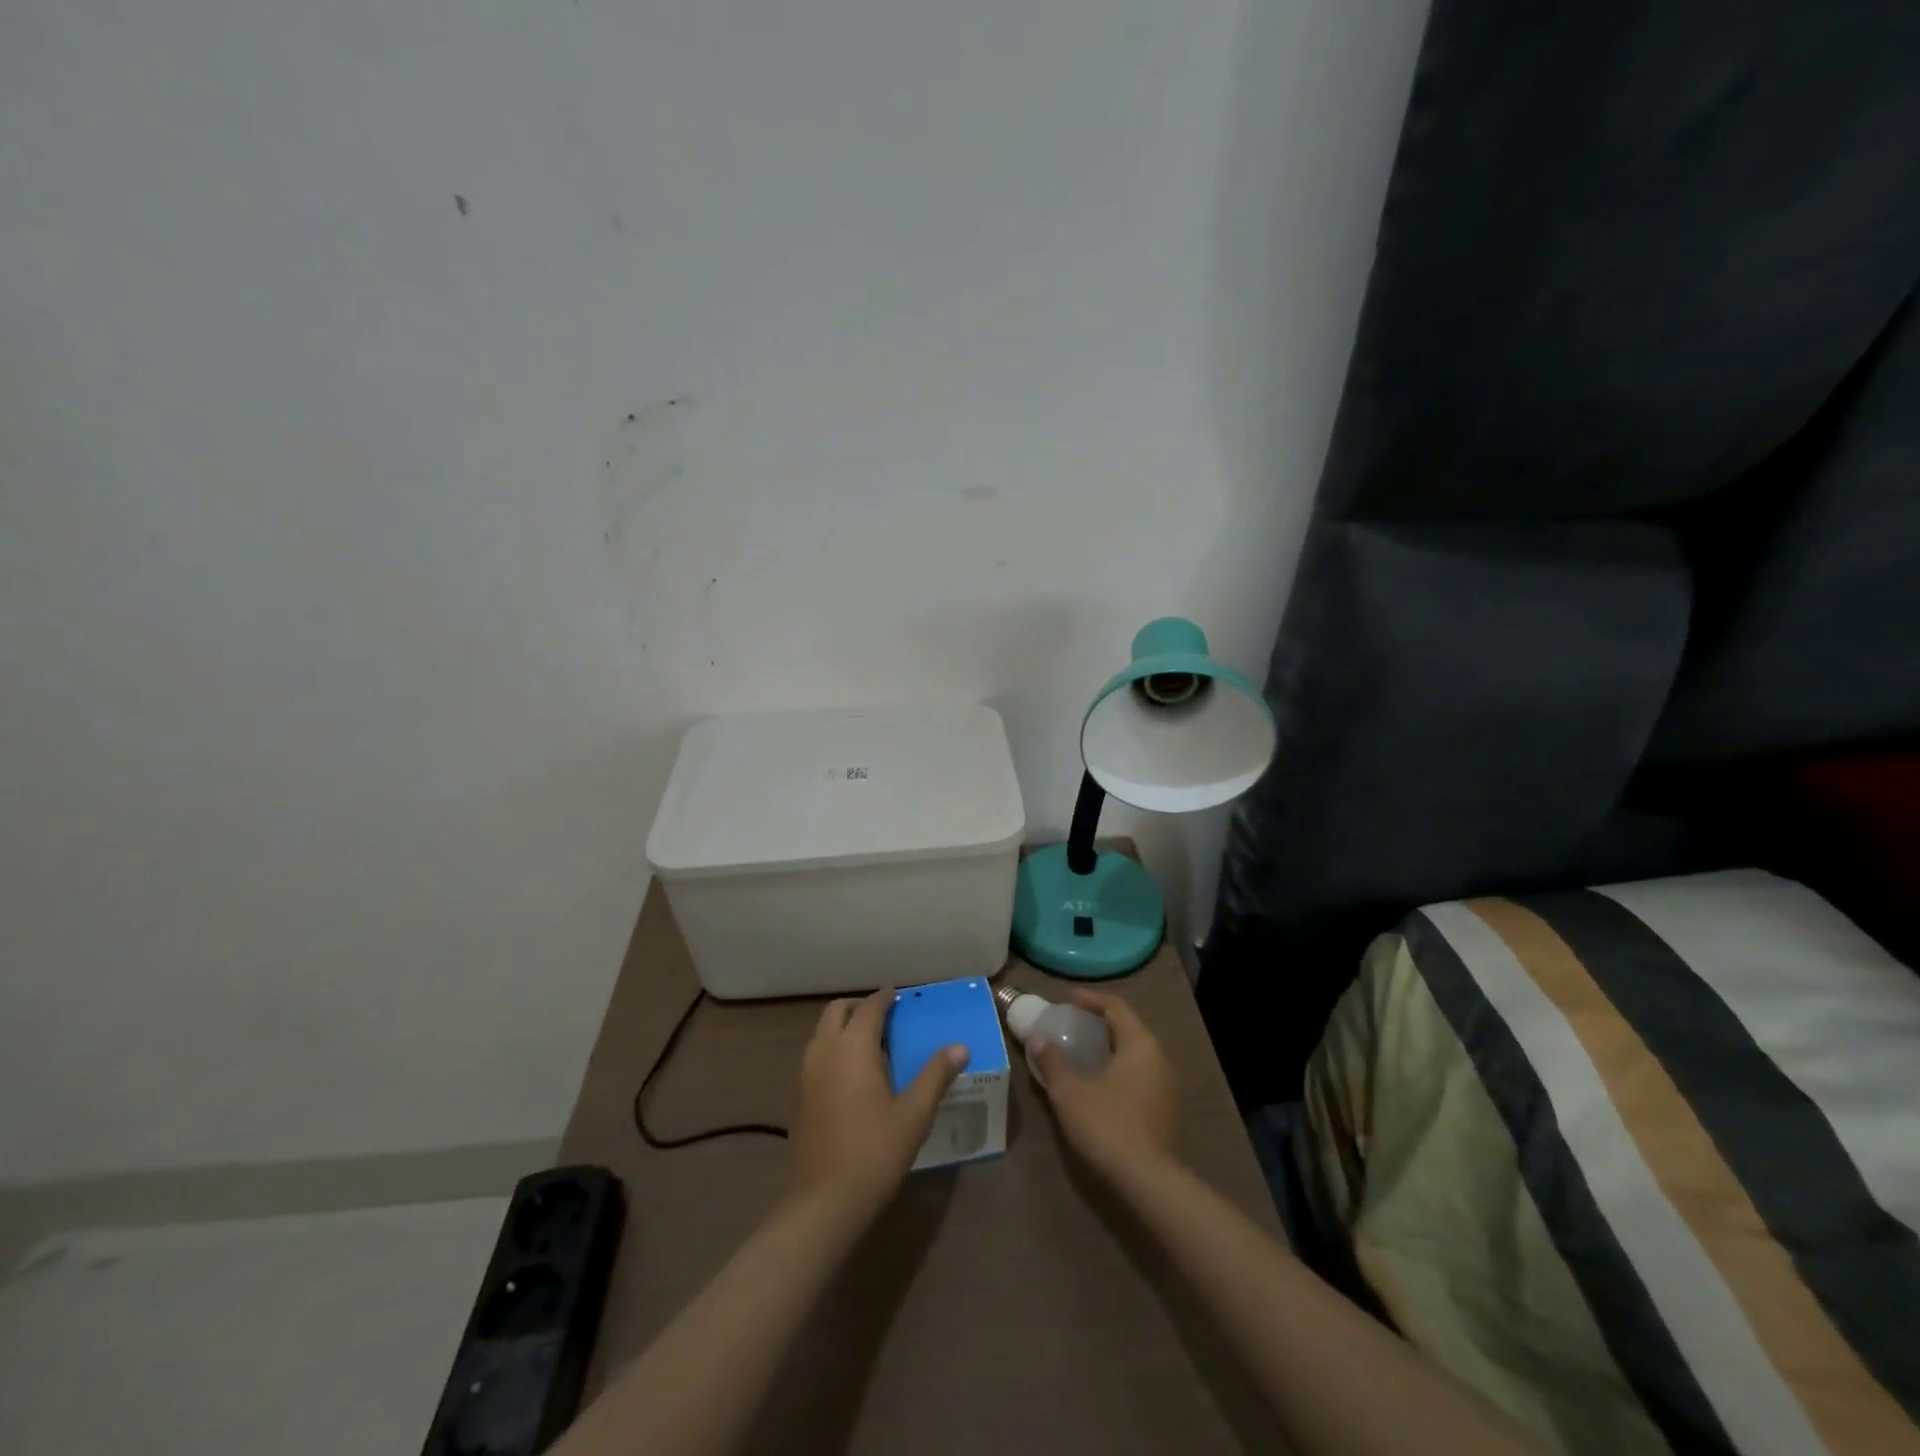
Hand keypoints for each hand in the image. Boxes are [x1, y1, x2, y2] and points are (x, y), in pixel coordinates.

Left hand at [789, 989, 965, 1217]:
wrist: (823, 1202)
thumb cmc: (874, 1152)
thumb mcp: (914, 1114)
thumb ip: (936, 1075)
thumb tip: (960, 1047)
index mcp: (853, 1047)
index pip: (869, 1008)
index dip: (884, 998)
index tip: (898, 995)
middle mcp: (825, 1051)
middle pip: (837, 1011)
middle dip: (859, 1007)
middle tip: (885, 1015)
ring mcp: (807, 1074)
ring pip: (822, 1032)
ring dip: (843, 1026)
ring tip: (871, 1042)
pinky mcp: (800, 1096)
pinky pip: (817, 1054)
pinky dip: (833, 1047)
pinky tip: (853, 1073)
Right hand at [1029, 990, 1179, 1181]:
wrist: (1149, 1181)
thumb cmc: (1107, 1125)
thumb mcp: (1069, 1092)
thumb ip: (1052, 1061)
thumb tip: (1037, 1038)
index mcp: (1140, 1043)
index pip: (1116, 1006)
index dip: (1090, 999)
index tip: (1067, 1000)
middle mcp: (1160, 1057)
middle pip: (1128, 1028)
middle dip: (1100, 1023)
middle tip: (1073, 1025)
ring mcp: (1168, 1085)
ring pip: (1137, 1053)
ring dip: (1111, 1048)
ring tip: (1084, 1054)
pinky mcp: (1168, 1110)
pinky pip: (1142, 1075)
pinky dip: (1121, 1069)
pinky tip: (1102, 1085)